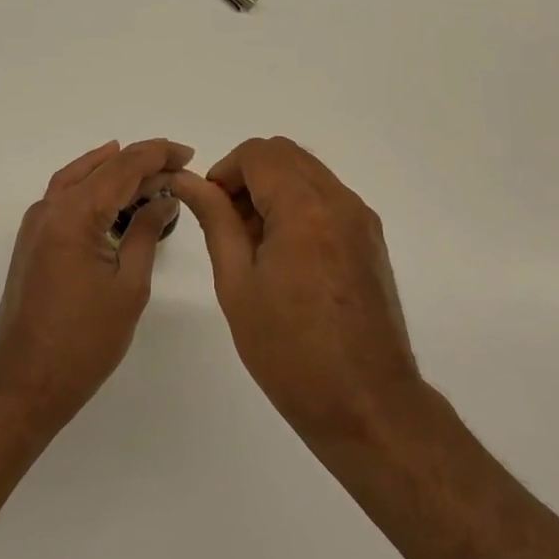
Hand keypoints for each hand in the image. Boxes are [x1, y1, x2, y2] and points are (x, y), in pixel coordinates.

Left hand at [0, 138, 190, 430]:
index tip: (188, 152)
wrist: (25, 382)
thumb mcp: (129, 285)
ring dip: (114, 169)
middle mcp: (50, 208)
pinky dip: (91, 185)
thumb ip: (145, 232)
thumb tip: (164, 198)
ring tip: (150, 169)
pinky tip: (111, 192)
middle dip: (140, 161)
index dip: (157, 155)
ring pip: (78, 177)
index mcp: (74, 215)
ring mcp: (36, 224)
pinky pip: (64, 196)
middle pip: (100, 168)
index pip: (123, 168)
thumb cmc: (84, 341)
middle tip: (178, 163)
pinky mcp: (33, 241)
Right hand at [171, 137, 420, 438]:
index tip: (210, 208)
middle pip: (285, 155)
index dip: (225, 171)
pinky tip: (284, 256)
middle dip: (248, 176)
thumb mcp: (237, 284)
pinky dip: (298, 206)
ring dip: (274, 189)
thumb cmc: (290, 351)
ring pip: (307, 173)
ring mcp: (361, 219)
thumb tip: (188, 181)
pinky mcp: (370, 239)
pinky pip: (327, 198)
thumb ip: (215, 221)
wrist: (366, 404)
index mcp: (304, 209)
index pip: (258, 154)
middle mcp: (339, 201)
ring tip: (254, 245)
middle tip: (229, 224)